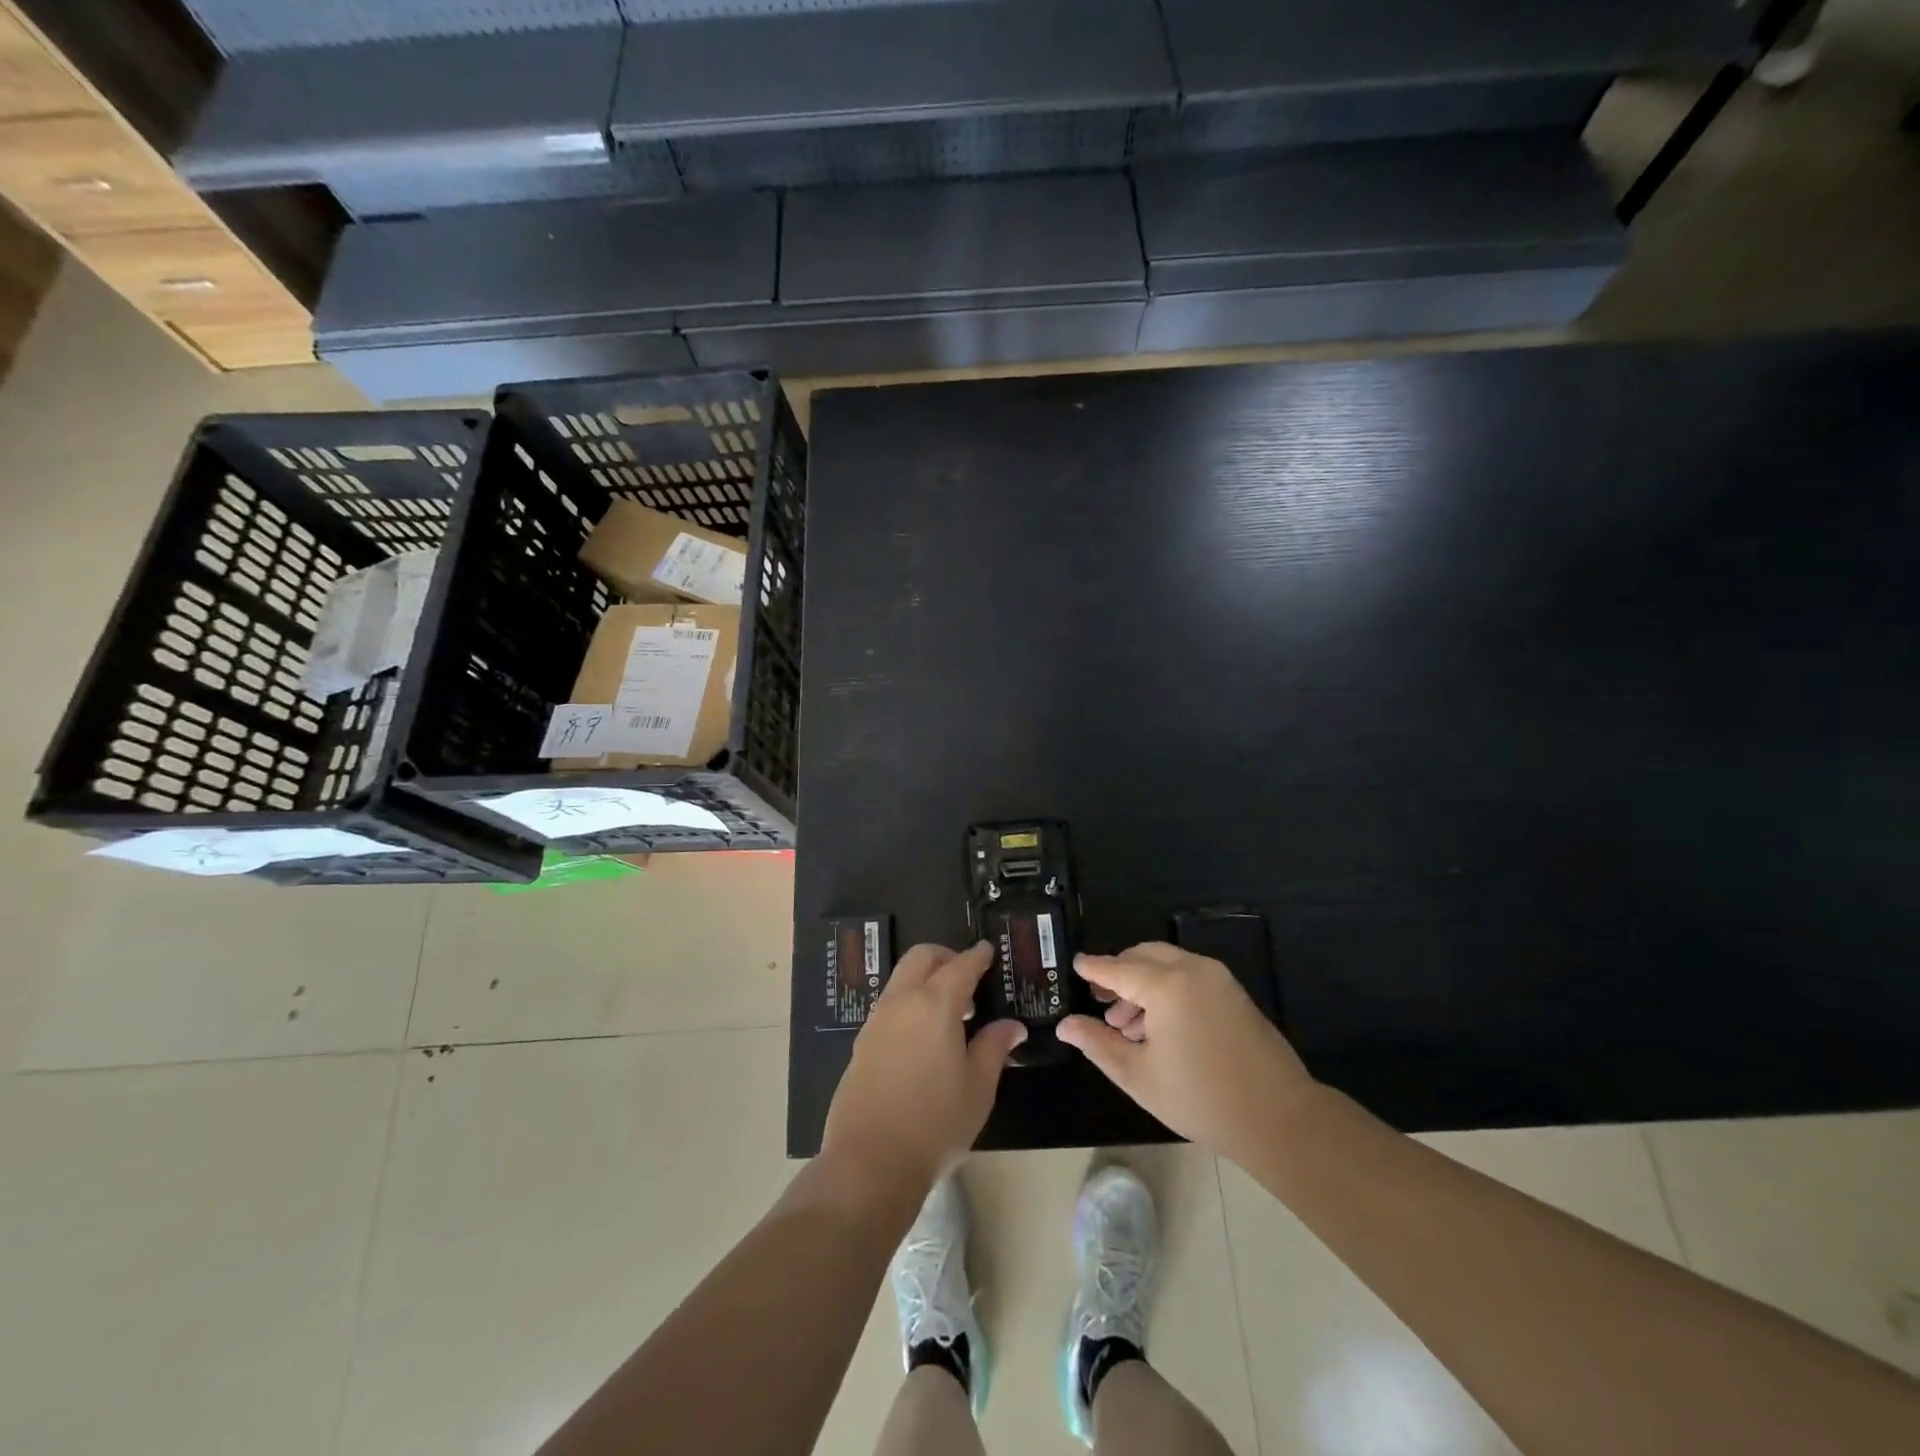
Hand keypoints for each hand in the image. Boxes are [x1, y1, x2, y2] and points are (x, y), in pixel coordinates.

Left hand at [821, 942, 1026, 1194]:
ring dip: (926, 980)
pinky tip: (924, 1037)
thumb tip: (1011, 1025)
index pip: (961, 965)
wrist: (870, 1161)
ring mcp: (876, 1021)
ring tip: (951, 1014)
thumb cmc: (936, 1123)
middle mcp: (902, 1001)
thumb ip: (994, 1047)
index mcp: (935, 1004)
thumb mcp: (978, 1087)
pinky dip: (910, 1003)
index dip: (977, 956)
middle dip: (946, 958)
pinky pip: (890, 1005)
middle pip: (922, 958)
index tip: (988, 950)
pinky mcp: (861, 1043)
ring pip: (901, 979)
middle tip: (969, 979)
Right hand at [1057, 942, 1316, 1166]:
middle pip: (1144, 956)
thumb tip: (1065, 1025)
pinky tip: (1158, 1026)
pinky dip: (1167, 988)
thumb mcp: (1138, 1075)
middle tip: (1099, 999)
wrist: (1279, 1118)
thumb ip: (1097, 1043)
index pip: (1118, 968)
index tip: (1074, 964)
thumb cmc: (1201, 1098)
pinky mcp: (1234, 993)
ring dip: (1142, 982)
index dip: (1093, 967)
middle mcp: (1193, 969)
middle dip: (1119, 972)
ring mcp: (1218, 979)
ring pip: (1168, 964)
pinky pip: (1189, 976)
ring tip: (1125, 1024)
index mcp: (1166, 985)